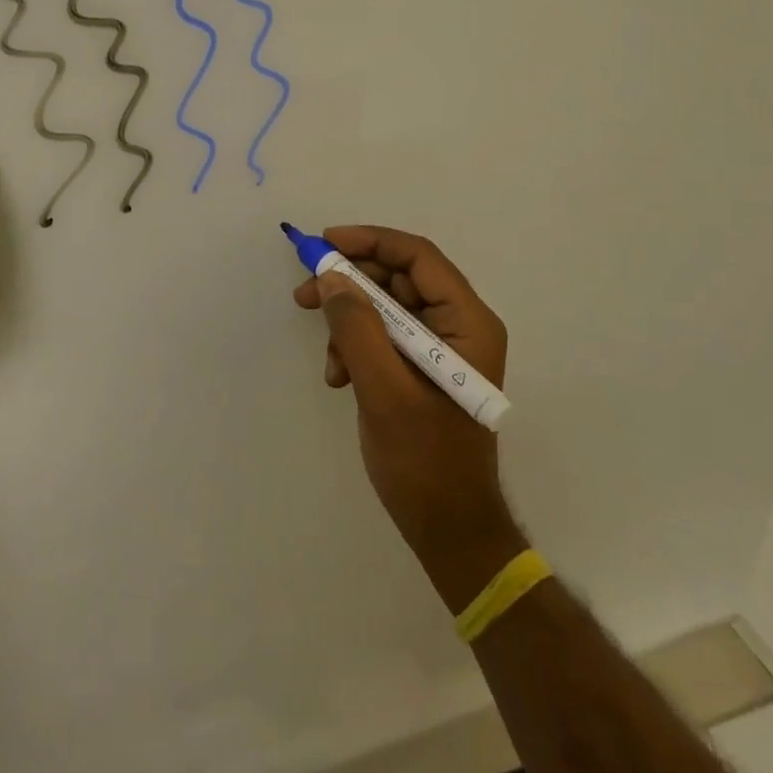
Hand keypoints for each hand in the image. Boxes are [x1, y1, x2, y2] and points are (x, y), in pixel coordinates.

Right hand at [294, 225, 525, 608]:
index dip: (369, 241)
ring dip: (349, 321)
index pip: (417, 257)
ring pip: (385, 306)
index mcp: (467, 322)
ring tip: (327, 356)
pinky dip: (355, 346)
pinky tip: (338, 377)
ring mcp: (441, 347)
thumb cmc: (425, 462)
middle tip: (305, 291)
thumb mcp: (384, 390)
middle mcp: (458, 325)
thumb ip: (356, 327)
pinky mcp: (421, 367)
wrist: (449, 531)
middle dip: (350, 283)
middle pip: (398, 278)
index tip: (324, 244)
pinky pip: (383, 335)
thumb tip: (330, 277)